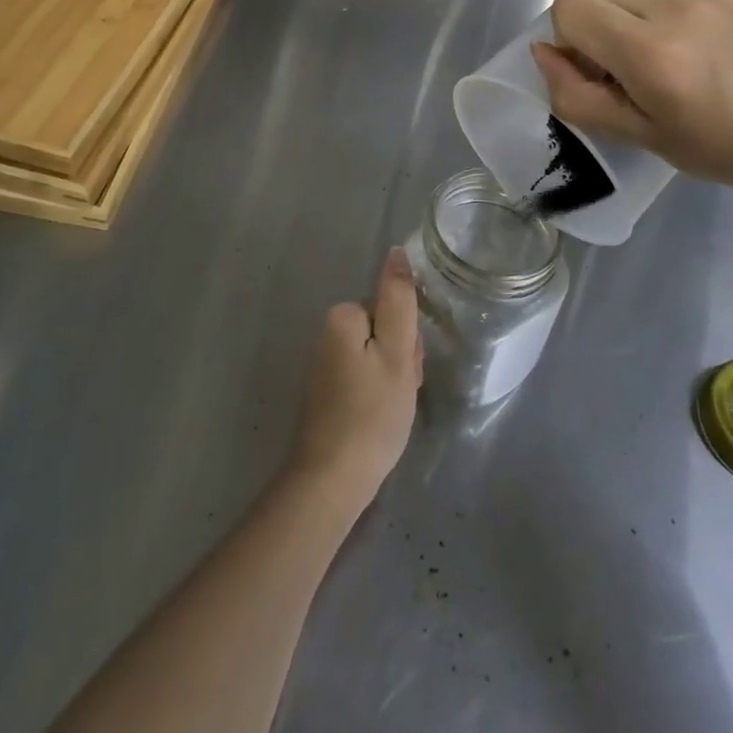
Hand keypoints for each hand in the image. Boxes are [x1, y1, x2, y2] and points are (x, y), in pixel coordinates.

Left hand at [290, 249, 421, 515]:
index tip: (408, 370)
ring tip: (392, 412)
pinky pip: (363, 379)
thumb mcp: (396, 353)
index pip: (391, 309)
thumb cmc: (371, 414)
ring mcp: (325, 364)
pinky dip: (377, 397)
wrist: (331, 480)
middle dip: (401, 359)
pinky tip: (379, 421)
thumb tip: (395, 251)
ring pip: (377, 358)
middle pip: (383, 331)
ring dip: (392, 380)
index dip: (408, 340)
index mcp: (342, 317)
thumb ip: (398, 299)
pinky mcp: (327, 392)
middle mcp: (327, 333)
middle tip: (401, 393)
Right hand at [531, 0, 732, 209]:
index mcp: (650, 55)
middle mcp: (672, 6)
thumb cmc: (725, 149)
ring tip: (636, 23)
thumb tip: (543, 51)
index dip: (568, 40)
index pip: (569, 8)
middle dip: (586, 19)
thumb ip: (578, 97)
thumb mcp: (641, 138)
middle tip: (616, 56)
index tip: (594, 69)